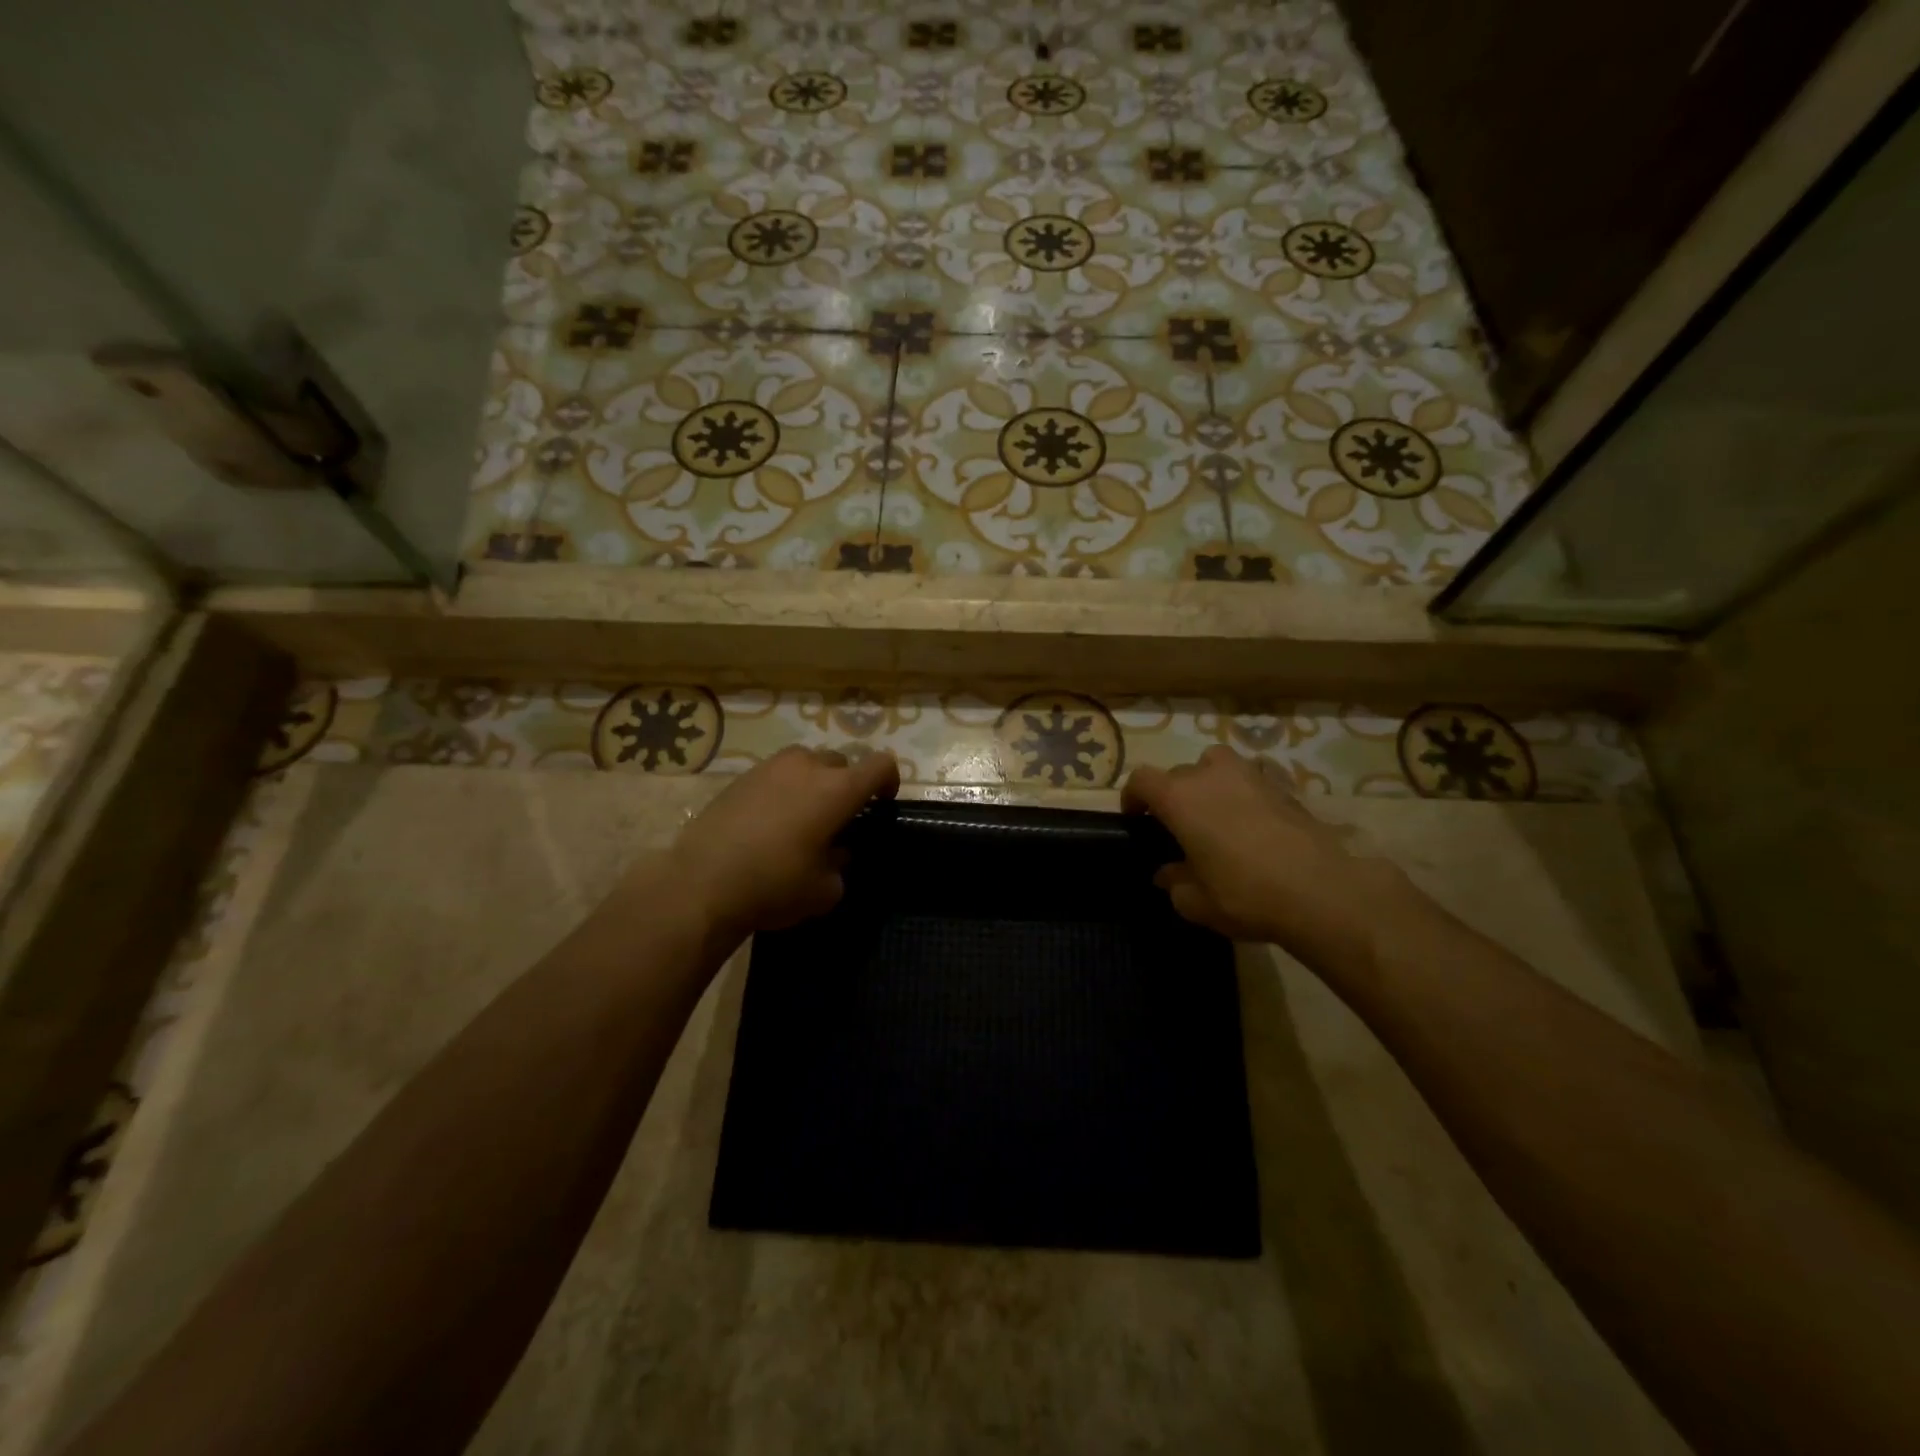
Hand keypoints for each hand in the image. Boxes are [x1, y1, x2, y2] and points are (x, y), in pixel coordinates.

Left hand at [671, 745, 899, 939]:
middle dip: (845, 785)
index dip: (889, 781)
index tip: (882, 803)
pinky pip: (774, 775)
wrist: (701, 883)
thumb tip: (835, 853)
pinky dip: (781, 791)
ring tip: (801, 817)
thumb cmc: (774, 885)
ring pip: (805, 764)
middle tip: (837, 819)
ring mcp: (770, 767)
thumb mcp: (825, 890)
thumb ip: (841, 866)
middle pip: (840, 763)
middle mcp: (807, 767)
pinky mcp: (740, 777)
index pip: (880, 765)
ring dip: (812, 783)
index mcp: (837, 789)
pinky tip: (767, 823)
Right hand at [1123, 746, 1411, 963]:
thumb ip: (1174, 883)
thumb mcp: (1196, 902)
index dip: (1133, 796)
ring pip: (1217, 764)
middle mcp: (1210, 775)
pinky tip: (1251, 825)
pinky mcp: (1283, 787)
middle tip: (1179, 828)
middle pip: (1179, 773)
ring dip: (1209, 783)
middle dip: (1173, 795)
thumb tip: (1167, 873)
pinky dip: (1243, 794)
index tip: (1136, 819)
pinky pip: (1250, 781)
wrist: (1321, 891)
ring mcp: (1250, 776)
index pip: (1142, 779)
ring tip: (1215, 814)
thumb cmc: (1244, 894)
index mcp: (1179, 797)